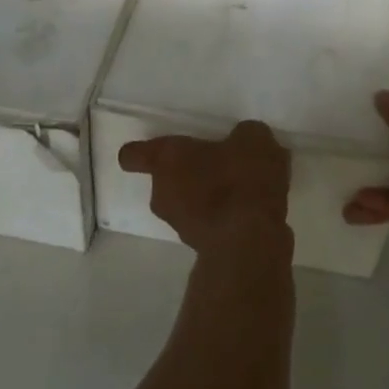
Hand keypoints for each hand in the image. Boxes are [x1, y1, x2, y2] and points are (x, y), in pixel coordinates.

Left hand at [118, 120, 292, 255]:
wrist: (252, 243)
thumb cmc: (241, 179)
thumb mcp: (252, 139)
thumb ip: (242, 137)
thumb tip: (243, 142)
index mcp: (167, 159)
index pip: (134, 155)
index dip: (141, 152)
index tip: (155, 150)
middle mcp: (164, 193)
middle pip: (167, 181)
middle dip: (190, 174)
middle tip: (220, 166)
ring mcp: (181, 226)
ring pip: (188, 205)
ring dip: (208, 199)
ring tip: (244, 191)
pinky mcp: (203, 250)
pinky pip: (211, 225)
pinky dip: (226, 219)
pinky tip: (254, 213)